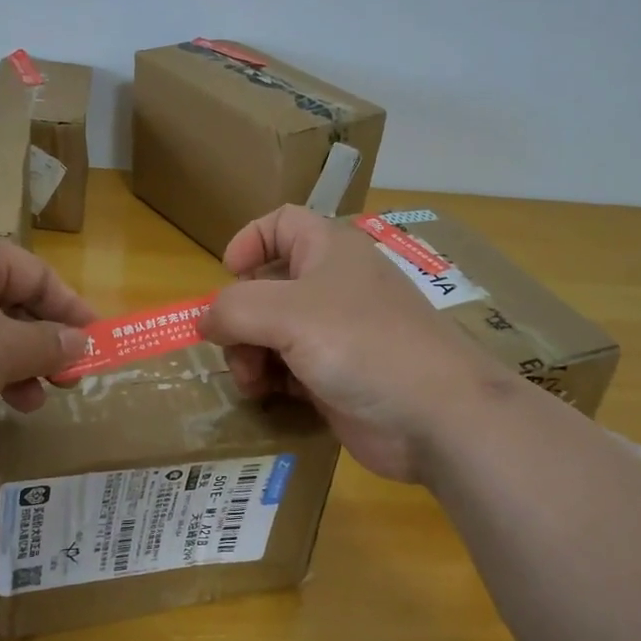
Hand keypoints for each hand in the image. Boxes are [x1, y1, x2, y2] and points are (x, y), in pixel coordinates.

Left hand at [0, 235, 94, 486]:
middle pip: (5, 302)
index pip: (33, 272)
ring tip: (32, 402)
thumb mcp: (1, 350)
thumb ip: (49, 344)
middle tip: (68, 379)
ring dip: (12, 365)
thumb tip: (82, 343)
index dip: (70, 308)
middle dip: (41, 342)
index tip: (97, 343)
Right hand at [201, 206, 512, 481]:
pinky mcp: (336, 376)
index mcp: (328, 250)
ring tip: (252, 382)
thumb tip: (204, 320)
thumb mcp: (288, 313)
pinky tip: (269, 397)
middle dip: (240, 316)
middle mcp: (331, 286)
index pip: (280, 223)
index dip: (249, 241)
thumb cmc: (363, 345)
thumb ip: (234, 308)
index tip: (226, 275)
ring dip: (249, 353)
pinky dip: (271, 379)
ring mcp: (336, 333)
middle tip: (232, 348)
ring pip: (272, 331)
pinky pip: (288, 368)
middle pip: (266, 285)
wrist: (437, 416)